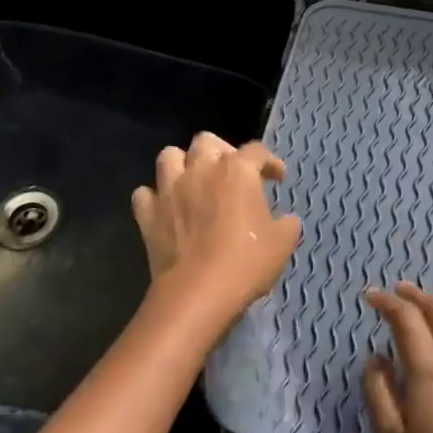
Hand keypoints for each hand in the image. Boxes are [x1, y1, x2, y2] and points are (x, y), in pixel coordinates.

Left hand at [131, 133, 301, 322]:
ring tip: (193, 182)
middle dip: (221, 151)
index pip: (256, 151)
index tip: (277, 178)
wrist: (198, 292)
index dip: (270, 162)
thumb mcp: (283, 243)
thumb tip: (286, 219)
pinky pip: (144, 194)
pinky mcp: (148, 214)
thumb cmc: (246, 262)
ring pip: (169, 156)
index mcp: (236, 171)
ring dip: (182, 165)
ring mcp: (169, 189)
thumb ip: (287, 223)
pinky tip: (166, 209)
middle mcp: (200, 170)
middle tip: (231, 175)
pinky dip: (155, 198)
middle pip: (206, 141)